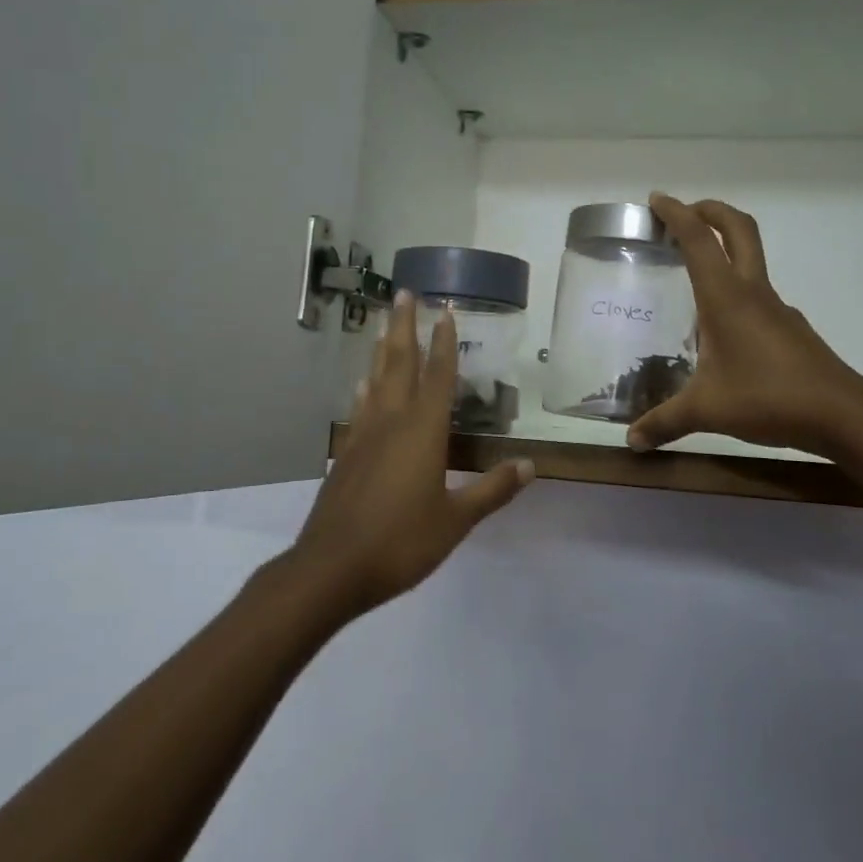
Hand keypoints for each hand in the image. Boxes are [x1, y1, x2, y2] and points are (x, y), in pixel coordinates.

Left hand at [293, 292, 534, 613]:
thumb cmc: (400, 542)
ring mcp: (364, 436)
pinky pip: (360, 407)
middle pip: (400, 363)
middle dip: (405, 327)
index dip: (444, 342)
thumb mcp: (455, 520)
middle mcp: (392, 422)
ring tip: (384, 325)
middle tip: (404, 293)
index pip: (438, 376)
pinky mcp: (347, 454)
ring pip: (376, 380)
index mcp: (423, 431)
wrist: (331, 568)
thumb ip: (492, 490)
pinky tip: (363, 384)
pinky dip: (365, 388)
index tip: (446, 310)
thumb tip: (531, 466)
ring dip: (383, 349)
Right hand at [626, 194, 862, 460]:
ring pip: (751, 260)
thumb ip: (665, 422)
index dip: (677, 214)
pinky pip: (757, 294)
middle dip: (710, 211)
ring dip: (724, 249)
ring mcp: (777, 309)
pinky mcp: (790, 328)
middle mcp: (753, 292)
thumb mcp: (707, 411)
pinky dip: (736, 289)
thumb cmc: (769, 399)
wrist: (843, 415)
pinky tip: (722, 328)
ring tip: (692, 275)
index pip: (698, 240)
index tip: (657, 200)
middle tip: (683, 213)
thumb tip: (631, 441)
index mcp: (726, 298)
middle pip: (738, 229)